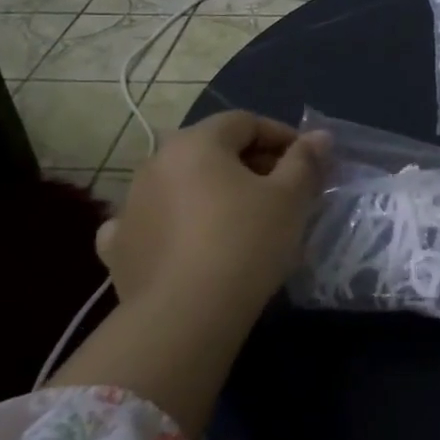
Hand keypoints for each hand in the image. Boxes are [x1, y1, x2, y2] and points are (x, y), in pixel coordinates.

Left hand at [98, 111, 328, 320]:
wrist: (185, 317)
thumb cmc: (245, 243)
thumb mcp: (289, 199)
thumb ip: (305, 161)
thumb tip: (320, 136)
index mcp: (196, 142)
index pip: (245, 122)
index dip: (281, 136)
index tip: (307, 161)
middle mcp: (155, 162)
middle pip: (211, 150)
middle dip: (250, 164)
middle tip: (283, 192)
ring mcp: (131, 204)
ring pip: (181, 184)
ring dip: (212, 191)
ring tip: (242, 219)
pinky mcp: (119, 246)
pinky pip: (149, 222)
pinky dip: (169, 224)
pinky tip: (183, 241)